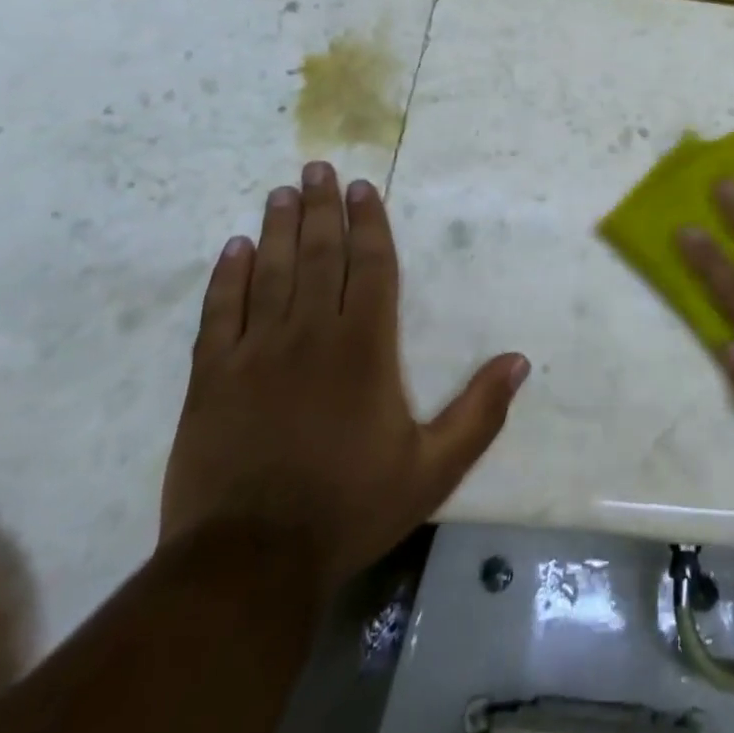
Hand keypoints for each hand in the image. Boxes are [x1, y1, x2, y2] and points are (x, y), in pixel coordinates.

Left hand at [161, 162, 528, 588]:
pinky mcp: (212, 378)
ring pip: (271, 272)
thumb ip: (478, 413)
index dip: (368, 223)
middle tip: (318, 168)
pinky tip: (233, 248)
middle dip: (322, 208)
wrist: (249, 564)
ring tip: (281, 191)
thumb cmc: (349, 508)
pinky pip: (220, 313)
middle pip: (320, 255)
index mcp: (365, 347)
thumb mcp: (431, 470)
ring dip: (278, 228)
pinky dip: (227, 277)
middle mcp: (312, 333)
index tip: (363, 187)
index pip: (371, 267)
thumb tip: (521, 361)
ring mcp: (257, 352)